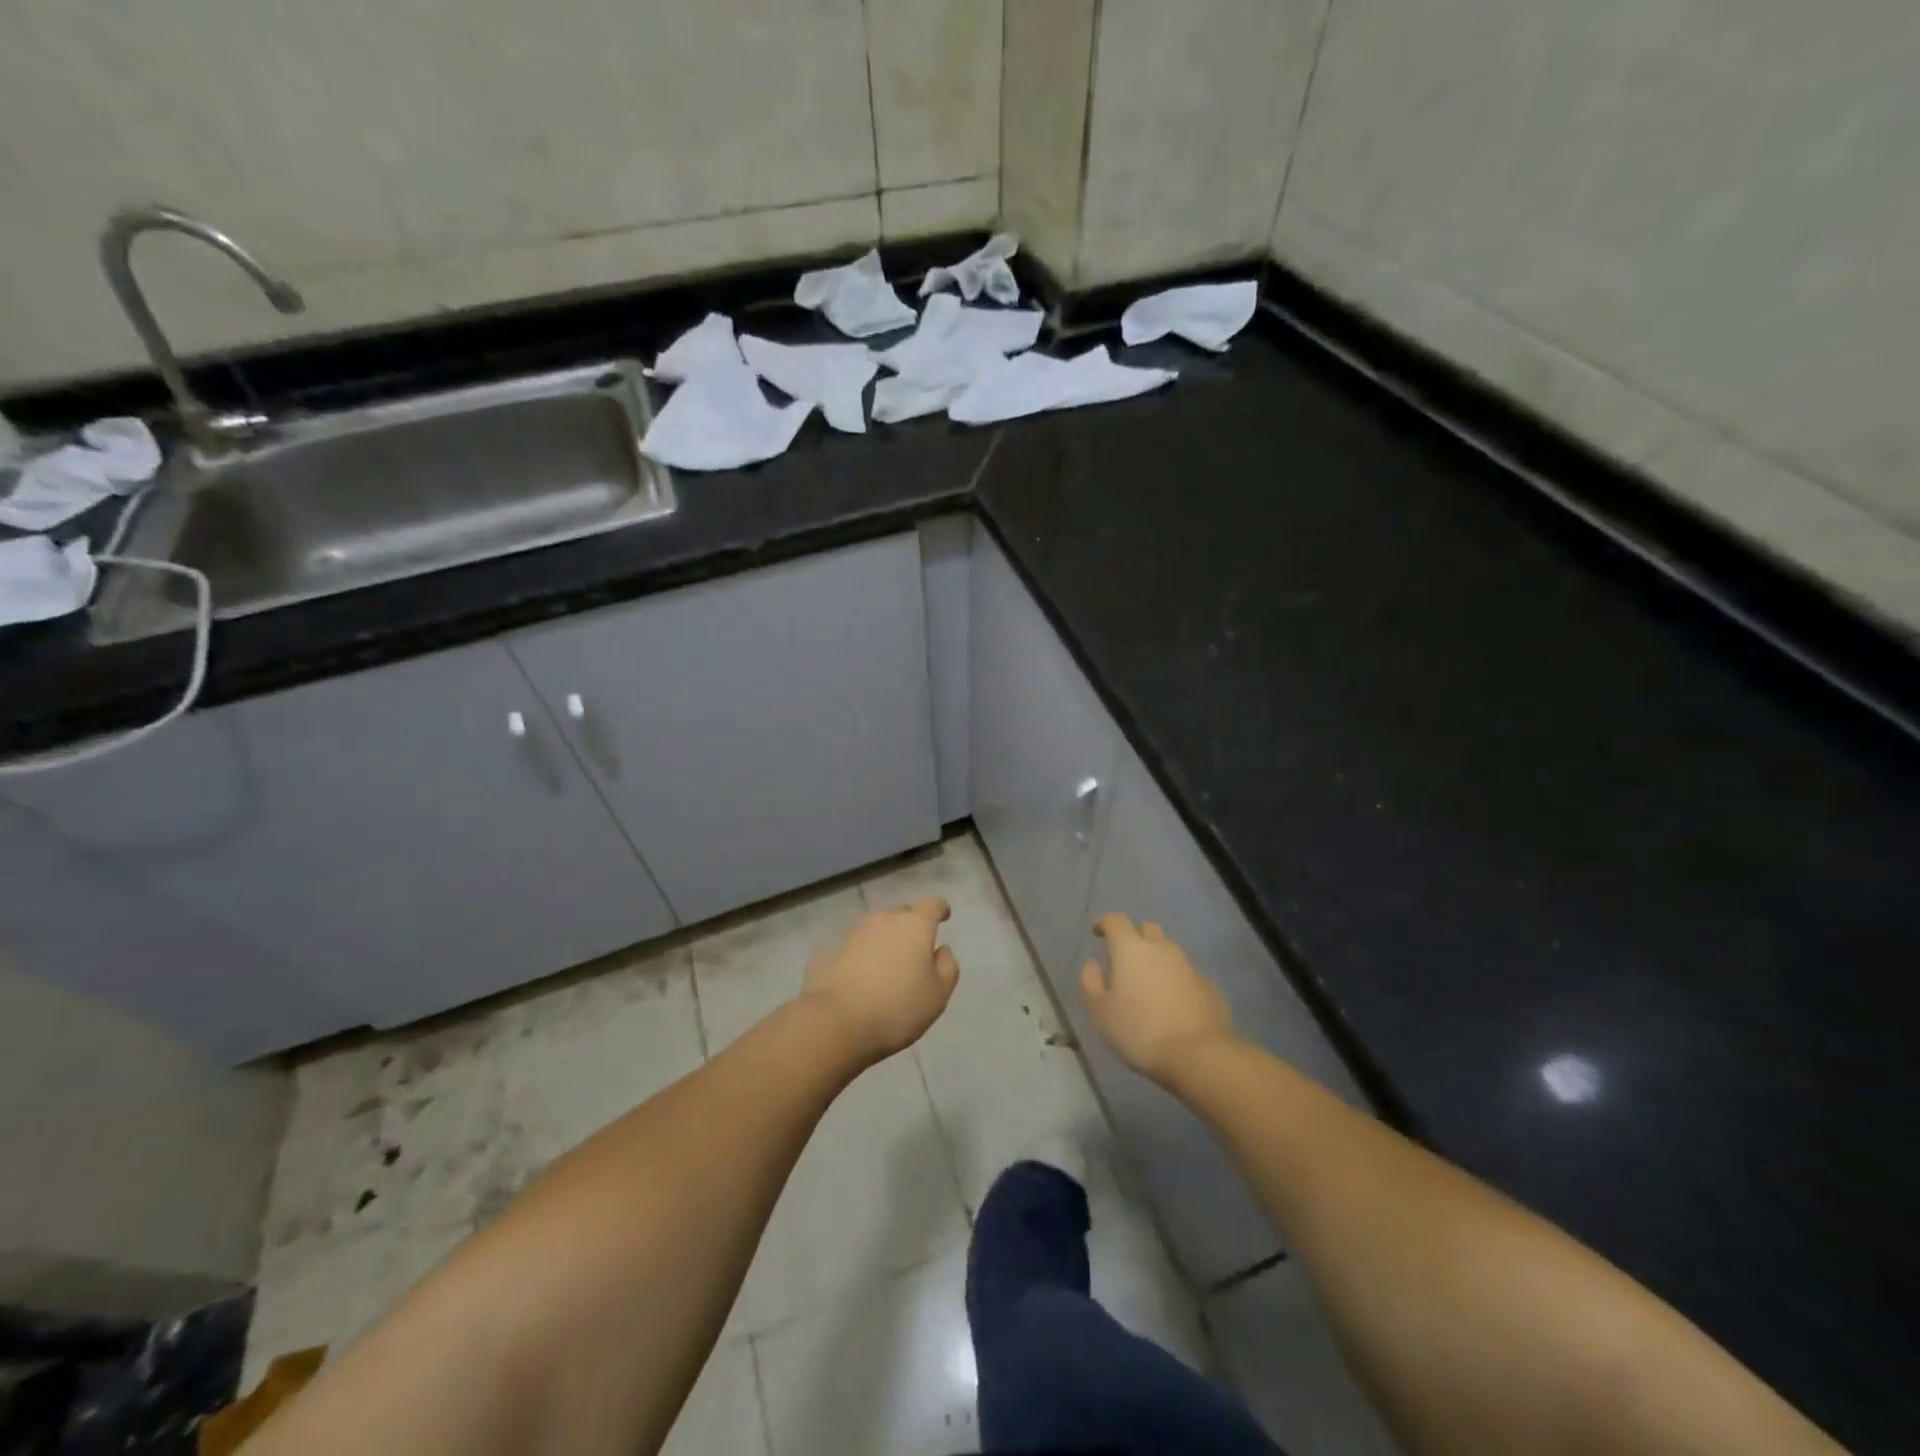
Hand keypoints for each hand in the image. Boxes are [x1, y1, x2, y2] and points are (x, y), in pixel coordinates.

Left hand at [801, 898, 959, 1063]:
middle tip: (915, 950)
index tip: (944, 916)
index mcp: (914, 926)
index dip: (940, 909)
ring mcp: (852, 933)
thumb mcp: (937, 995)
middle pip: (902, 914)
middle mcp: (883, 920)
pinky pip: (853, 948)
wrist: (835, 1022)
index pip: (932, 905)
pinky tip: (860, 978)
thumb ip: (947, 967)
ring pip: (875, 929)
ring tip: (886, 966)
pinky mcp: (829, 950)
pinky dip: (860, 957)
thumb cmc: (896, 1008)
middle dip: (910, 926)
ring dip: (883, 941)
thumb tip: (942, 950)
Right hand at [1079, 913, 1233, 1082]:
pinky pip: (1186, 974)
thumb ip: (1090, 982)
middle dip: (1134, 936)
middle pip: (1147, 929)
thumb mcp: (1100, 1012)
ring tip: (1148, 984)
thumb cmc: (1139, 1031)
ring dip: (1156, 960)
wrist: (1198, 1055)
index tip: (1097, 932)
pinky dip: (1175, 981)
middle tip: (1125, 958)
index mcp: (1131, 949)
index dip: (1104, 923)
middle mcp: (1162, 948)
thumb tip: (1093, 964)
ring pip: (1168, 952)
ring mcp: (1189, 966)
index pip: (1116, 920)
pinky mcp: (1209, 986)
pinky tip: (1172, 1004)